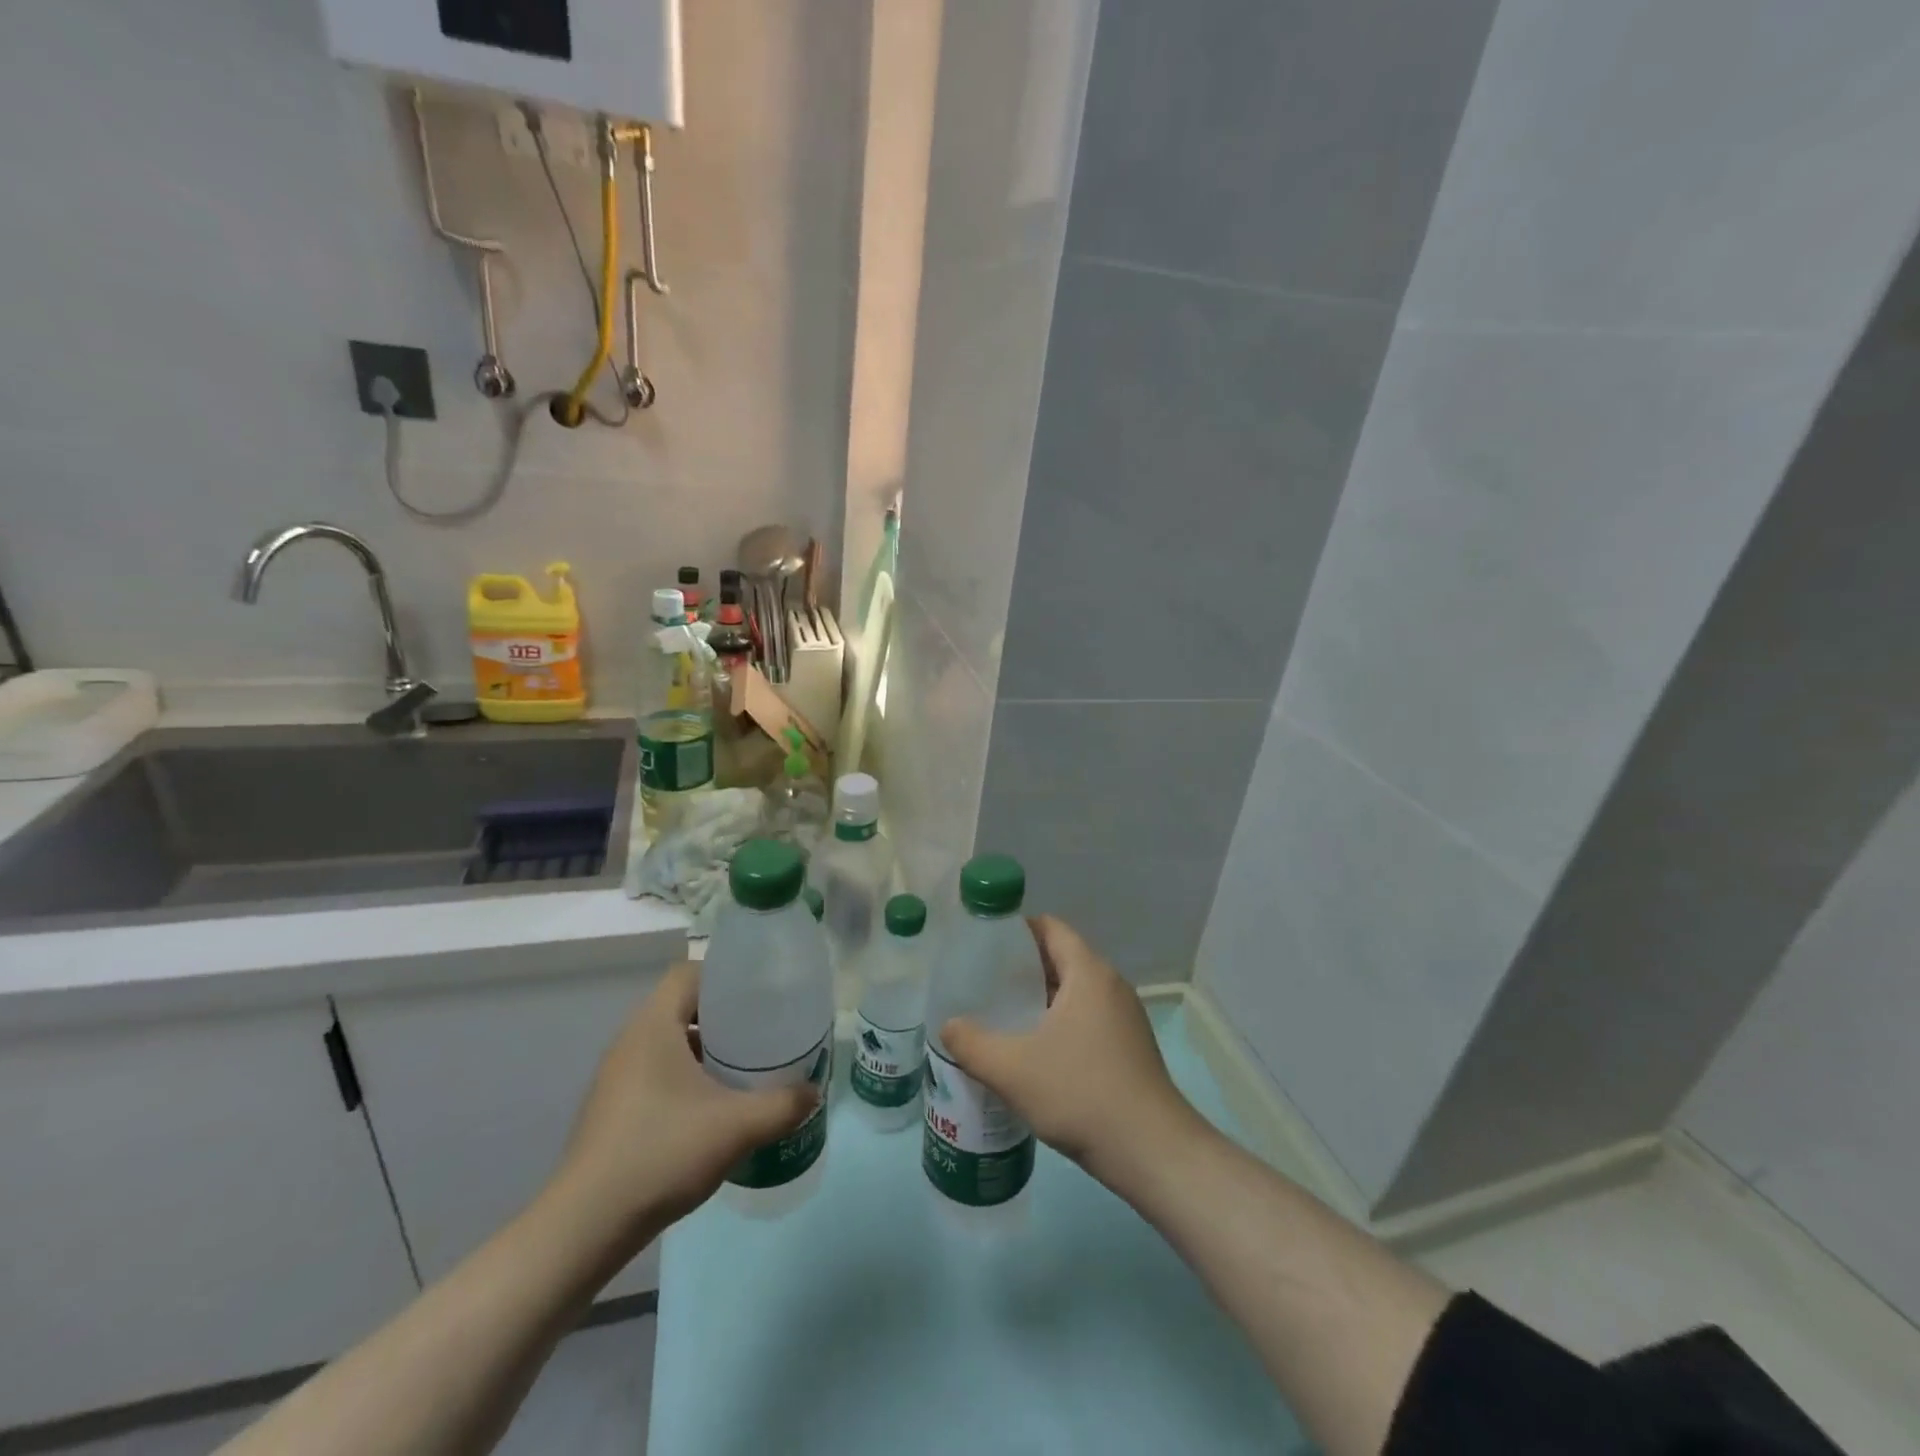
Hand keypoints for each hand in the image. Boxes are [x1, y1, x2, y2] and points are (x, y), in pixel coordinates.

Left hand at [549, 964, 817, 1245]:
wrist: (585, 1228)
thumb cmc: (660, 1154)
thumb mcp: (736, 1127)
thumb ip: (782, 1105)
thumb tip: (813, 1092)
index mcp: (652, 1026)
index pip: (688, 973)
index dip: (724, 977)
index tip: (759, 996)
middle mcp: (630, 1042)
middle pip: (681, 1006)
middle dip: (723, 1016)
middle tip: (761, 1032)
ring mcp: (616, 1078)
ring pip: (668, 1043)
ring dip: (705, 1049)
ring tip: (743, 1069)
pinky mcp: (612, 1110)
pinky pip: (656, 1073)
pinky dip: (685, 1077)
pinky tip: (711, 1108)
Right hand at [940, 916, 1198, 1181]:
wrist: (1151, 1151)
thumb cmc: (1080, 1094)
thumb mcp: (1011, 1069)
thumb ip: (971, 1044)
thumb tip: (948, 1026)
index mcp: (1088, 973)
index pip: (1050, 928)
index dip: (1016, 930)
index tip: (983, 946)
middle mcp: (1111, 985)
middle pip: (1061, 958)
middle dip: (1022, 968)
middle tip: (984, 984)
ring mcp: (1125, 1017)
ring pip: (1075, 992)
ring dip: (1041, 999)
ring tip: (1003, 1017)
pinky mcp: (1130, 1046)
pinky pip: (1088, 1018)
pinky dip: (1060, 1022)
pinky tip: (1035, 1053)